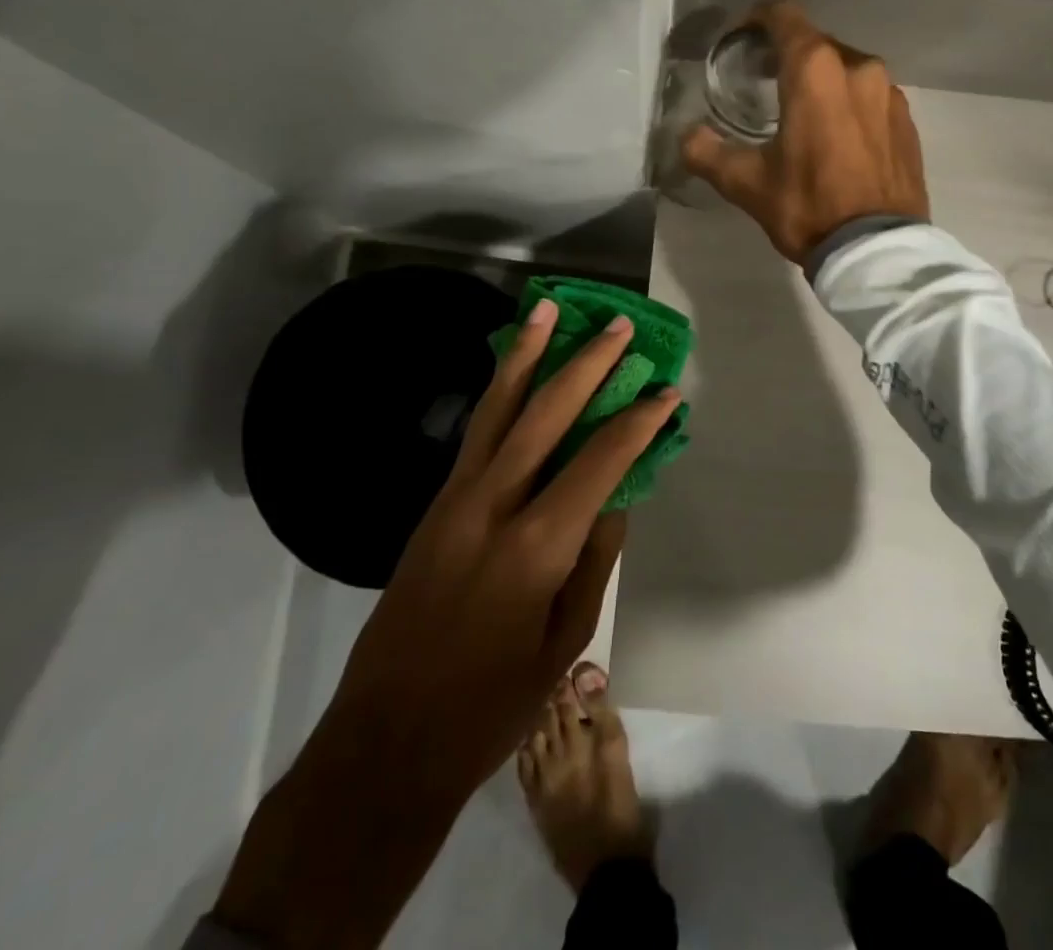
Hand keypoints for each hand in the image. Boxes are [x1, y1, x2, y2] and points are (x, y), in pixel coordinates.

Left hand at [213, 302, 679, 948]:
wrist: (385, 741)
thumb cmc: (489, 706)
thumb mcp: (565, 641)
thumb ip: (595, 559)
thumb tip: (617, 497)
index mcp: (537, 544)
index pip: (601, 462)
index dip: (638, 423)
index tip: (667, 392)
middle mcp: (493, 504)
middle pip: (546, 414)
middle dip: (587, 365)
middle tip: (617, 326)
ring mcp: (456, 499)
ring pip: (498, 408)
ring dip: (527, 355)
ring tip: (547, 311)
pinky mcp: (434, 504)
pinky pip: (476, 433)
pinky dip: (500, 392)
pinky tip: (513, 371)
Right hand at [683, 0, 929, 261]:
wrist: (876, 251)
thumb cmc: (807, 207)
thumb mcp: (746, 183)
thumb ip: (708, 152)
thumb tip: (686, 137)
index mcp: (815, 70)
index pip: (784, 17)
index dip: (758, 18)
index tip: (742, 36)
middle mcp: (859, 67)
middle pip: (816, 44)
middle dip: (788, 54)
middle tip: (763, 79)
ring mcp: (890, 94)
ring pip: (847, 70)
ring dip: (822, 81)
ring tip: (802, 111)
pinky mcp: (908, 121)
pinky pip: (871, 97)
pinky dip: (850, 104)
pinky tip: (839, 136)